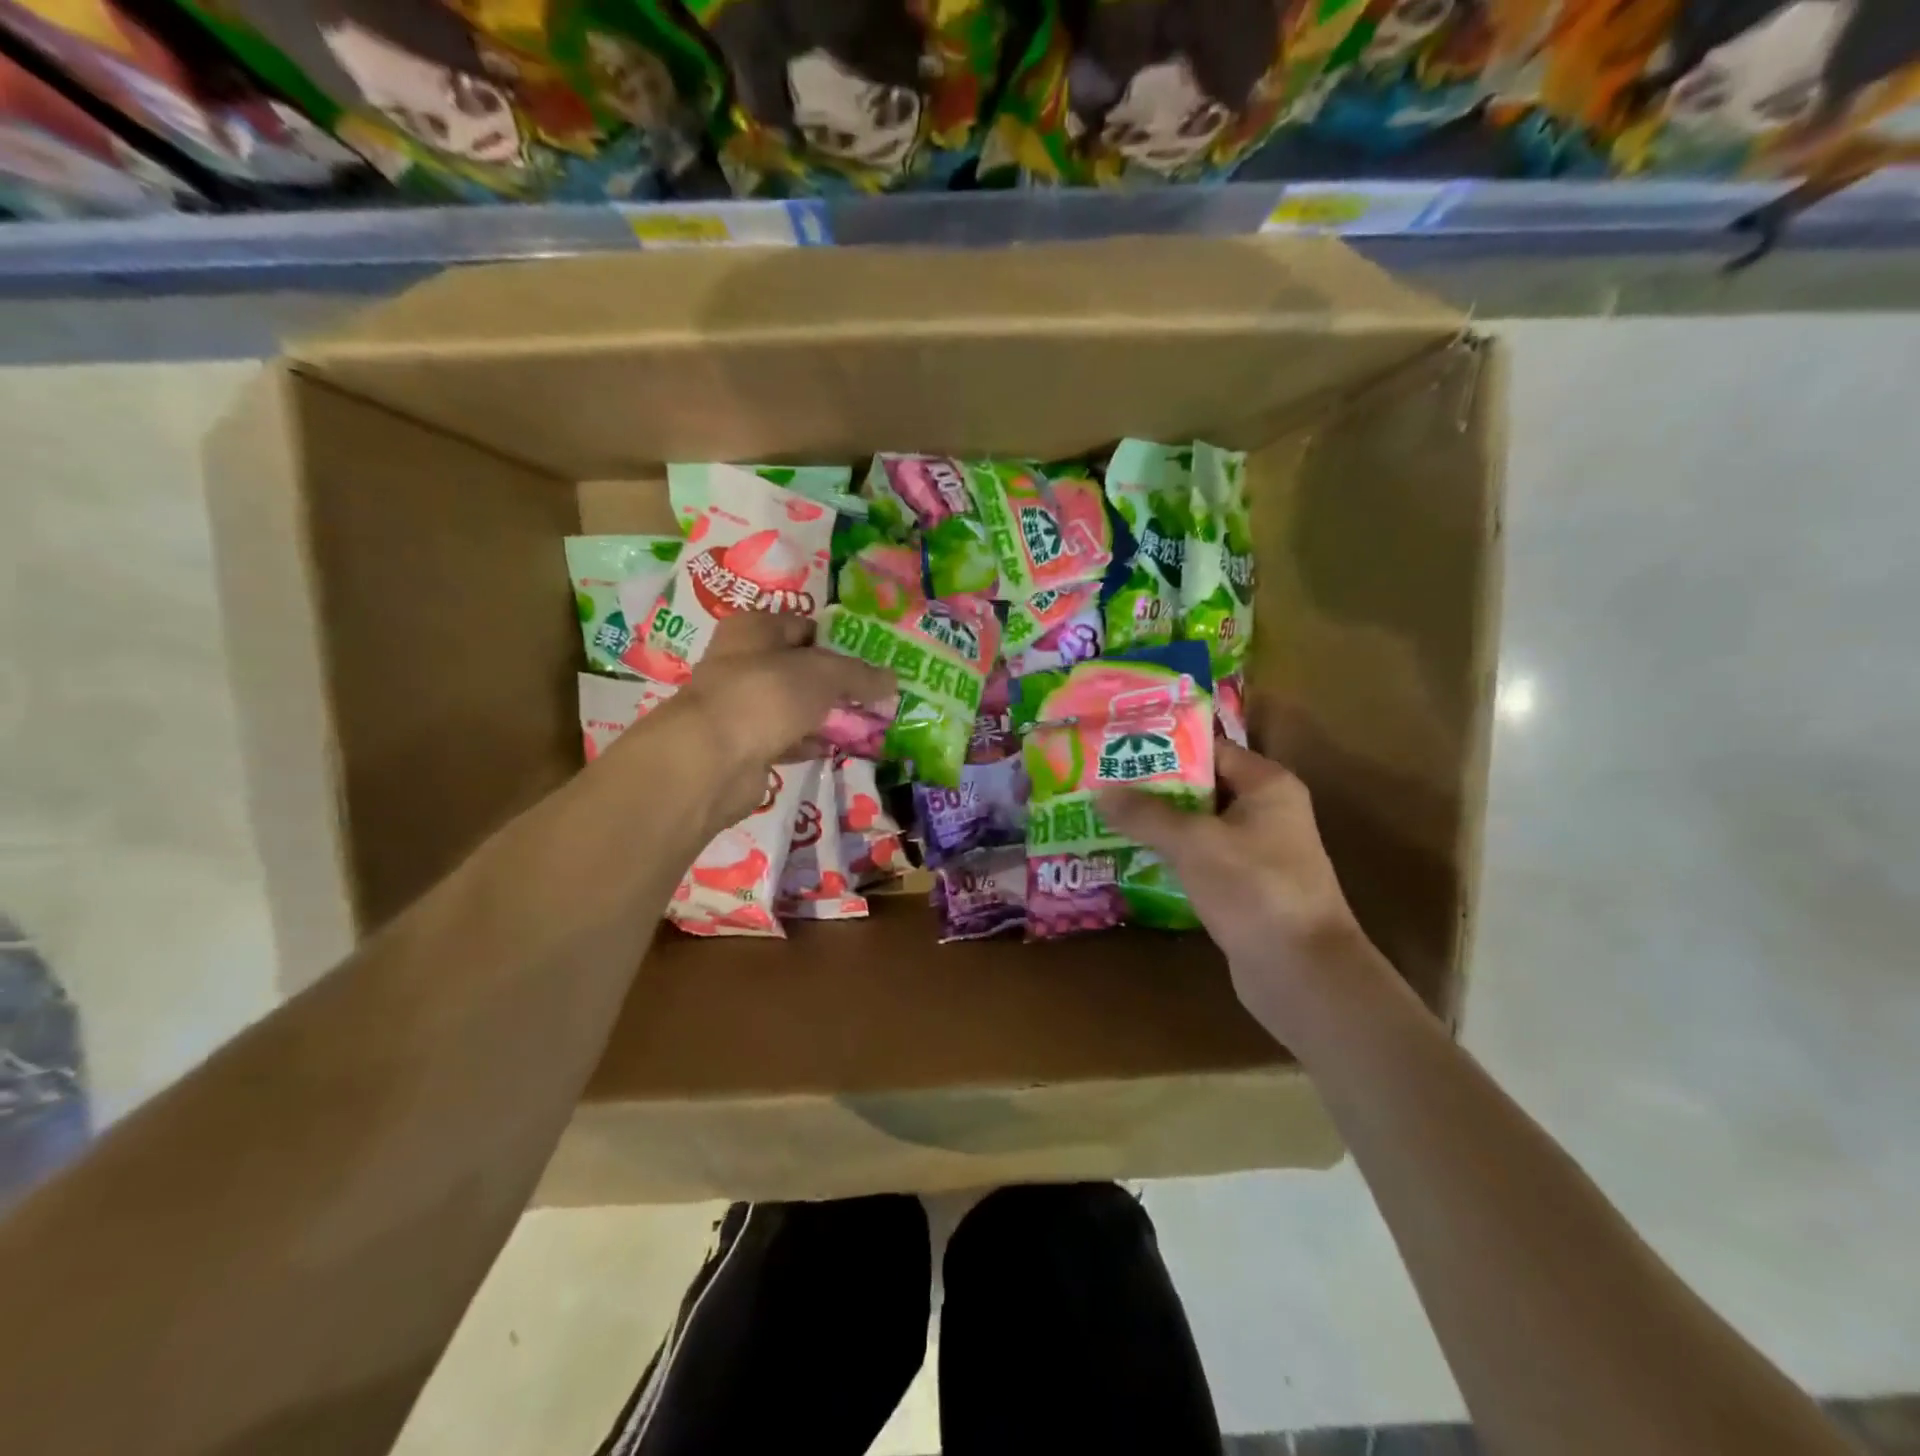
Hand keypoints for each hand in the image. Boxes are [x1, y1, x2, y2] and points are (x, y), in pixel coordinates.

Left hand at [606, 614, 893, 829]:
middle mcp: (742, 662)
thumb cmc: (767, 696)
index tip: (873, 660)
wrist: (713, 760)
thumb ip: (860, 675)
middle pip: (801, 668)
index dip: (839, 641)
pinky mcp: (745, 746)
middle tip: (875, 695)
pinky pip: (787, 738)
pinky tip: (838, 748)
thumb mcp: (824, 673)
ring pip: (795, 706)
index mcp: (754, 629)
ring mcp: (742, 706)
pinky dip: (810, 742)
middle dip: (837, 683)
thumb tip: (892, 680)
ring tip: (866, 723)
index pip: (805, 627)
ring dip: (826, 715)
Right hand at [1098, 741, 1379, 1037]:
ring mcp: (1256, 852)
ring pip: (1196, 826)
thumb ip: (1146, 814)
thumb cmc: (1254, 889)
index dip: (1164, 746)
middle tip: (1101, 783)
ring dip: (1156, 824)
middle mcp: (1265, 811)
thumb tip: (1100, 792)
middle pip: (1200, 787)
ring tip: (1106, 816)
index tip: (1117, 747)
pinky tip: (1131, 856)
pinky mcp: (1244, 887)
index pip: (1210, 749)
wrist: (1301, 973)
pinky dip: (1169, 855)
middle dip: (1151, 787)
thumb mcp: (1194, 843)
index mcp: (1266, 785)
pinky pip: (1199, 859)